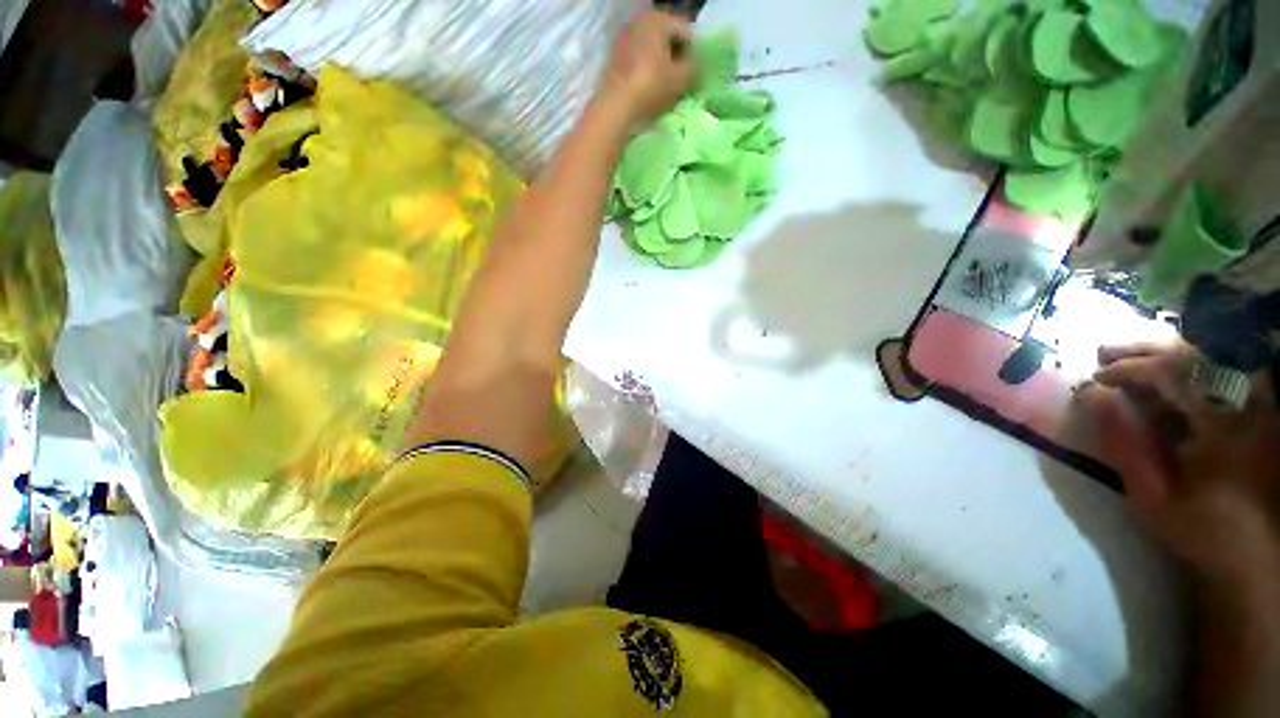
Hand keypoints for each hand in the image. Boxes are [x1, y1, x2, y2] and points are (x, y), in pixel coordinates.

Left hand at [597, 11, 695, 134]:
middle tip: (685, 82)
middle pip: (668, 40)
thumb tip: (701, 65)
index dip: (696, 55)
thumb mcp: (681, 79)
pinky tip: (653, 89)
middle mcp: (639, 21)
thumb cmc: (651, 87)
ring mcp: (624, 38)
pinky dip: (649, 72)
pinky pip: (639, 61)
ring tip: (670, 88)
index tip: (698, 75)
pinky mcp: (615, 58)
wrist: (616, 108)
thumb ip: (696, 68)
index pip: (686, 33)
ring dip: (664, 66)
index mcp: (657, 19)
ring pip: (653, 51)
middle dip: (678, 59)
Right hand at [1077, 341, 1279, 591]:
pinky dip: (1193, 362)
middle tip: (1105, 352)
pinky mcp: (1261, 408)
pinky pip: (1227, 368)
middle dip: (1147, 349)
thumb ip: (1123, 443)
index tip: (1096, 378)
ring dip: (1168, 350)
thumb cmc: (1199, 528)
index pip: (1175, 374)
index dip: (1131, 369)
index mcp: (1223, 427)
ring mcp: (1259, 403)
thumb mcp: (1152, 495)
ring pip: (1214, 354)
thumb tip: (1091, 395)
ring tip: (1130, 356)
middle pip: (1197, 353)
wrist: (1255, 553)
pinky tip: (1168, 369)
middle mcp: (1246, 404)